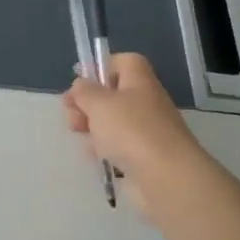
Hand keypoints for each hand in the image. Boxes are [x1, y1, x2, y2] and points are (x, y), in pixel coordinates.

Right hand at [64, 53, 213, 215]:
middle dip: (87, 103)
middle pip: (112, 94)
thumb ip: (84, 91)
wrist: (166, 177)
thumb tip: (81, 86)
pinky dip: (104, 149)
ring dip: (92, 127)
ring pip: (112, 121)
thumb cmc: (131, 131)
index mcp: (139, 81)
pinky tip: (96, 157)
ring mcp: (146, 130)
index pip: (124, 61)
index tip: (81, 83)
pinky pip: (118, 145)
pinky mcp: (144, 155)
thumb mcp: (99, 103)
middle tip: (73, 117)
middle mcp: (145, 102)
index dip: (102, 67)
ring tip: (82, 138)